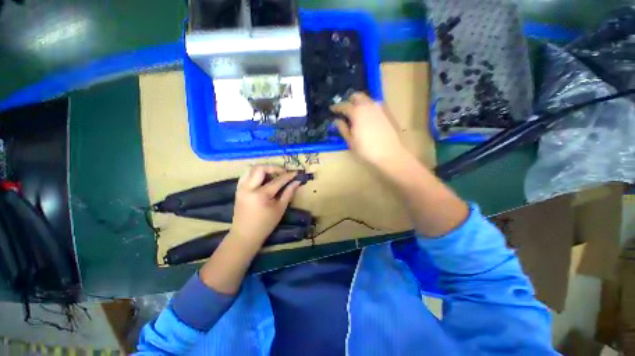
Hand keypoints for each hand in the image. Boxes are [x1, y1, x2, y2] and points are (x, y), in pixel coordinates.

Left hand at [228, 165, 300, 247]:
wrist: (245, 235)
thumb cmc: (265, 224)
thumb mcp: (280, 209)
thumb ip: (288, 193)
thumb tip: (297, 182)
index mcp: (261, 195)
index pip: (277, 180)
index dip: (288, 175)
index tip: (296, 172)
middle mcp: (249, 188)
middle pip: (260, 168)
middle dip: (274, 168)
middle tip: (283, 172)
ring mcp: (241, 188)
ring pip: (251, 169)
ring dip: (264, 169)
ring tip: (273, 174)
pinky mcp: (238, 189)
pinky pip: (246, 175)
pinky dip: (255, 173)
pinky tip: (263, 179)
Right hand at [331, 92, 406, 166]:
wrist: (390, 153)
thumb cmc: (366, 149)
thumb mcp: (351, 141)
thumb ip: (343, 129)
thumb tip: (337, 121)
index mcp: (357, 113)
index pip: (344, 105)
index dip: (336, 107)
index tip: (332, 109)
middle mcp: (368, 106)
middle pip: (357, 96)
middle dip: (349, 100)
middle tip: (345, 109)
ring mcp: (379, 108)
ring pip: (367, 99)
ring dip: (359, 102)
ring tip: (355, 112)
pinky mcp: (386, 113)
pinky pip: (374, 105)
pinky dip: (367, 107)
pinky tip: (366, 117)